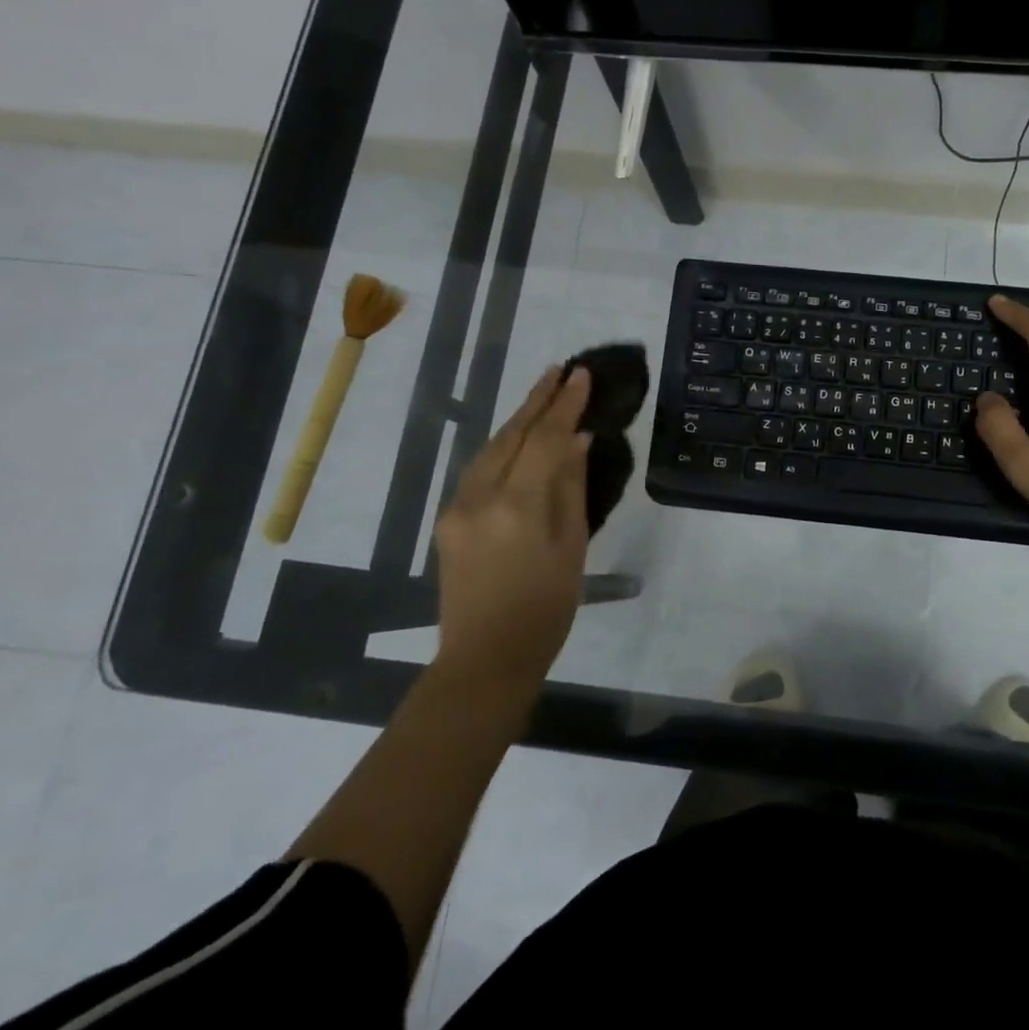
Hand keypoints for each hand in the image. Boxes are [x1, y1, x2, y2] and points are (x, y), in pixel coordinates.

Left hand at [433, 366, 592, 684]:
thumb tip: (576, 441)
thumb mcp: (572, 546)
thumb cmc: (546, 608)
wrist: (485, 659)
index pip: (545, 439)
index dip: (565, 405)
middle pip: (511, 435)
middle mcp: (479, 497)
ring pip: (490, 449)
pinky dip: (502, 447)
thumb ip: (570, 487)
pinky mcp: (447, 521)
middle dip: (537, 400)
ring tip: (542, 395)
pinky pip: (478, 470)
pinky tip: (517, 439)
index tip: (581, 374)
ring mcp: (457, 508)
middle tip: (560, 371)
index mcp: (517, 505)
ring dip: (517, 420)